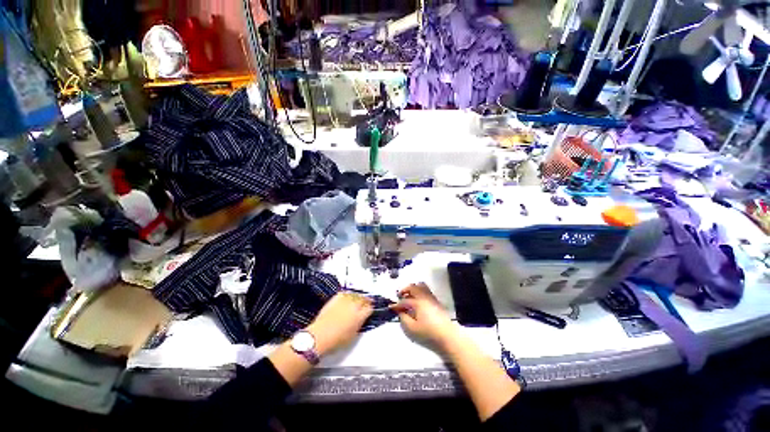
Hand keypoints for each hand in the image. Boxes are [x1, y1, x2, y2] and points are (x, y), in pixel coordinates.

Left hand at [306, 292, 372, 355]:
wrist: (320, 336)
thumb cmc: (336, 340)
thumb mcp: (353, 335)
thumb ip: (359, 325)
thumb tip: (360, 320)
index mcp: (360, 316)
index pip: (369, 308)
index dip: (371, 309)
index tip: (370, 309)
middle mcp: (354, 306)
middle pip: (364, 299)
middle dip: (366, 300)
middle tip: (367, 302)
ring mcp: (344, 301)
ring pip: (355, 294)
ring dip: (358, 296)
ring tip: (359, 297)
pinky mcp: (335, 299)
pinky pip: (345, 293)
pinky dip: (348, 294)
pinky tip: (348, 295)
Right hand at [390, 283, 457, 347]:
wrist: (448, 337)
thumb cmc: (428, 334)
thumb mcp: (412, 329)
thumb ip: (404, 319)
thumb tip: (401, 312)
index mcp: (418, 302)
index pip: (404, 301)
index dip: (397, 304)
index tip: (391, 307)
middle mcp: (424, 297)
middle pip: (413, 287)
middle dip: (404, 290)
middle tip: (400, 296)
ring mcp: (431, 298)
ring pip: (421, 286)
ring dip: (413, 289)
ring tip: (409, 297)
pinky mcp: (436, 301)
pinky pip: (426, 291)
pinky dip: (419, 292)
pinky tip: (418, 302)